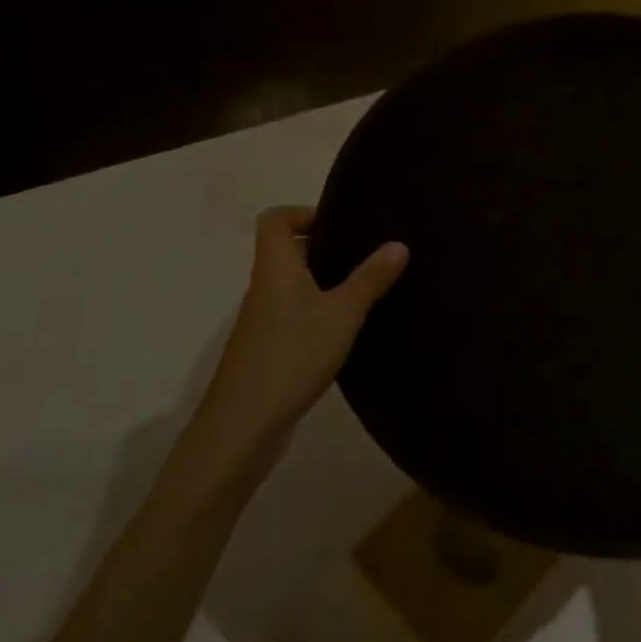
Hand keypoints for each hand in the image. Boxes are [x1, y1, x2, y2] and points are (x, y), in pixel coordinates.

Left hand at [184, 206, 406, 485]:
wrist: (242, 428)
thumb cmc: (291, 356)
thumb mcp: (342, 313)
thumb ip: (370, 278)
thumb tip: (398, 243)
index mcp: (275, 269)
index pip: (275, 220)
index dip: (304, 213)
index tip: (342, 223)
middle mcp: (264, 289)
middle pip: (287, 252)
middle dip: (326, 247)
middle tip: (366, 253)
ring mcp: (263, 323)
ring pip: (294, 286)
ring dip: (326, 282)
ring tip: (367, 287)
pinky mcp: (269, 352)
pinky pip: (296, 316)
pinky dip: (321, 313)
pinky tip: (349, 329)